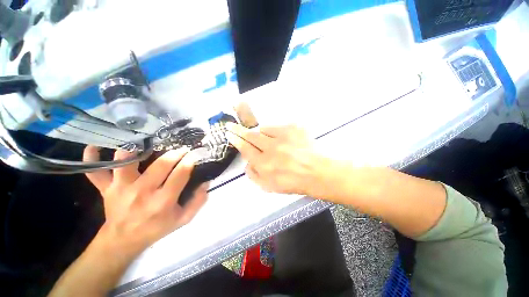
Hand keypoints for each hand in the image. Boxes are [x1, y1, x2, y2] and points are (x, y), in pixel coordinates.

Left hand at [49, 148, 207, 296]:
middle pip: (160, 164)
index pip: (181, 174)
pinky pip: (95, 171)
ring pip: (125, 162)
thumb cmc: (156, 229)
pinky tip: (95, 146)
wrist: (123, 240)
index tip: (195, 154)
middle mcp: (142, 192)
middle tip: (181, 148)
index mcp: (163, 201)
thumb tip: (205, 183)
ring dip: (135, 149)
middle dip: (175, 152)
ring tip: (146, 141)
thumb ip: (197, 202)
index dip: (190, 161)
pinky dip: (92, 157)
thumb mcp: (182, 220)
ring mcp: (121, 188)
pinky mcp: (106, 188)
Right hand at [226, 123, 329, 196]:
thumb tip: (247, 163)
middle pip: (251, 135)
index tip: (230, 134)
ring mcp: (283, 136)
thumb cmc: (293, 182)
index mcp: (264, 164)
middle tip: (233, 126)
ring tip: (271, 142)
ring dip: (262, 134)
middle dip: (240, 130)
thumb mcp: (269, 187)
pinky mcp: (294, 128)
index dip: (236, 140)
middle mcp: (271, 148)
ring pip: (264, 129)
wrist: (317, 172)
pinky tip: (284, 141)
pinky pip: (278, 127)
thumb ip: (254, 175)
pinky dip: (276, 132)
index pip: (245, 148)